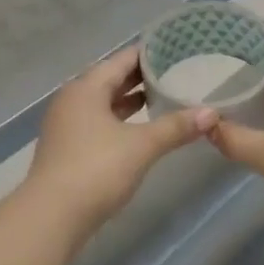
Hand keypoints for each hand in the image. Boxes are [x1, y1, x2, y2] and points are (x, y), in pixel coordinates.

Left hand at [25, 46, 215, 229]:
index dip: (148, 53)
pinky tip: (141, 128)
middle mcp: (72, 100)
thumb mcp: (141, 146)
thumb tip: (211, 113)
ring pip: (104, 103)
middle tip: (177, 71)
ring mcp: (67, 125)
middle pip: (111, 79)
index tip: (176, 48)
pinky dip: (120, 120)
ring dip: (131, 100)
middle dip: (142, 77)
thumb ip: (176, 127)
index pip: (121, 60)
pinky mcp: (68, 148)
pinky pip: (99, 122)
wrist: (51, 217)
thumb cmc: (96, 170)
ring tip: (164, 96)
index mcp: (86, 88)